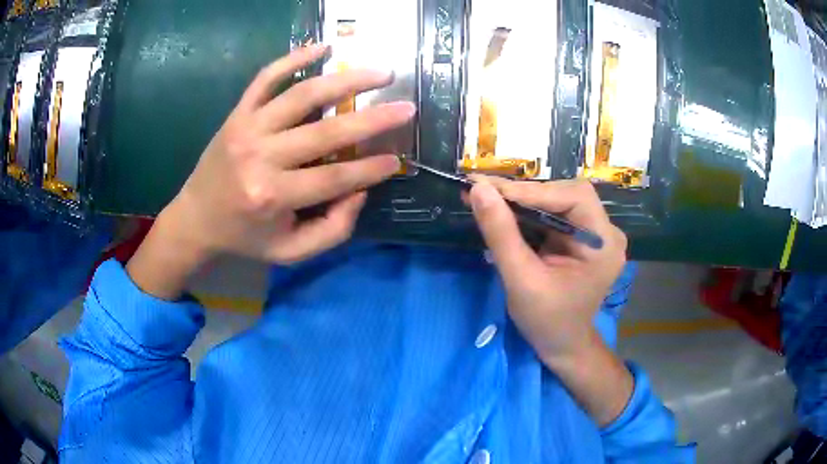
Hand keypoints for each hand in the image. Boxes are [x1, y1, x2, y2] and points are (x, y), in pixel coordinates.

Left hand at [127, 45, 414, 298]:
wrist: (195, 219)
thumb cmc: (245, 237)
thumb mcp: (290, 251)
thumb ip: (332, 230)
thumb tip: (361, 191)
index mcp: (273, 196)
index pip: (335, 177)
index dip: (371, 169)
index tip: (398, 160)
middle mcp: (260, 157)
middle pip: (326, 133)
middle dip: (374, 120)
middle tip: (407, 108)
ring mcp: (247, 128)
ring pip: (302, 95)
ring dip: (346, 80)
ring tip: (382, 73)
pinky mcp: (237, 113)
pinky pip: (266, 78)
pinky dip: (294, 58)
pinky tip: (323, 49)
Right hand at [468, 178, 633, 424]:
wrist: (562, 345)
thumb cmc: (547, 321)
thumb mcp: (522, 280)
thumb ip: (501, 234)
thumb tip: (478, 190)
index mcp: (603, 243)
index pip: (574, 197)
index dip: (533, 191)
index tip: (489, 189)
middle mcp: (604, 231)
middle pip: (565, 194)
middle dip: (525, 193)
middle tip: (484, 190)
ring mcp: (593, 233)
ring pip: (556, 200)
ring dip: (521, 199)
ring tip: (486, 195)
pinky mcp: (579, 237)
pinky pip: (552, 214)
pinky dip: (526, 211)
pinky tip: (502, 209)